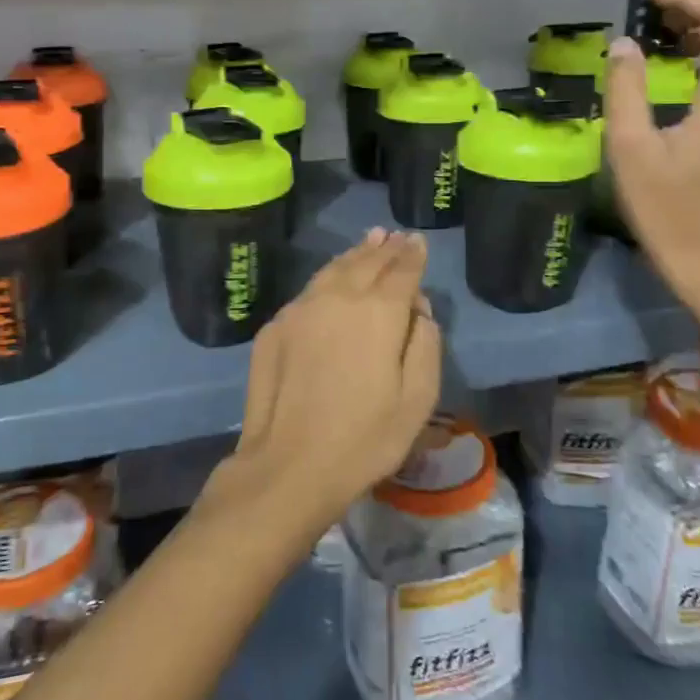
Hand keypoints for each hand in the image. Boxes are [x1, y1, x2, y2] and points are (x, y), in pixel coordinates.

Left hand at [204, 230, 440, 544]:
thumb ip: (424, 344)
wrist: (289, 463)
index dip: (412, 255)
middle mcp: (338, 297)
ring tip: (369, 241)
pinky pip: (310, 289)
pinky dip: (329, 276)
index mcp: (378, 312)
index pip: (401, 271)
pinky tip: (333, 277)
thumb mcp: (418, 399)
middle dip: (385, 248)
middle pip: (366, 263)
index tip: (418, 241)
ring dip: (355, 254)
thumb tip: (418, 310)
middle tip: (396, 235)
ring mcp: (301, 308)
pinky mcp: (275, 326)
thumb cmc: (365, 438)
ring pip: (333, 269)